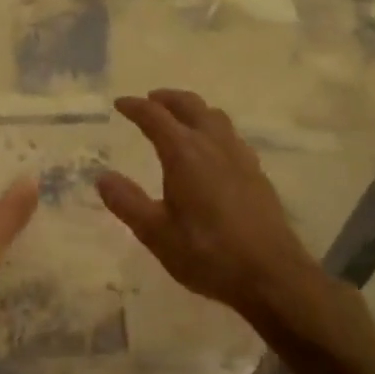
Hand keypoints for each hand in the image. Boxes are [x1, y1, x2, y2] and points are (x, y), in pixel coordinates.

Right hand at [98, 89, 319, 318]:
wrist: (271, 274)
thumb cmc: (207, 253)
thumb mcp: (156, 233)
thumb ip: (127, 202)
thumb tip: (102, 177)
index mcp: (184, 153)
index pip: (155, 117)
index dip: (135, 107)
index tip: (120, 103)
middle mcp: (213, 144)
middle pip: (190, 106)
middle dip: (167, 99)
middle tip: (150, 100)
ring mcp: (239, 156)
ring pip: (214, 117)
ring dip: (193, 110)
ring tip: (180, 119)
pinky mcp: (256, 172)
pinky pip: (230, 135)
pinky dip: (212, 128)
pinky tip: (211, 150)